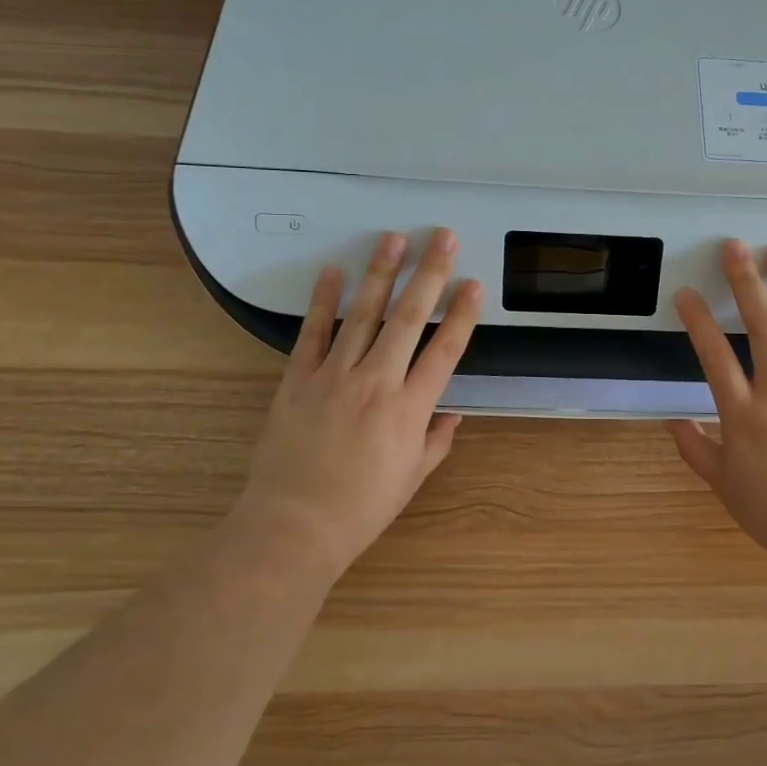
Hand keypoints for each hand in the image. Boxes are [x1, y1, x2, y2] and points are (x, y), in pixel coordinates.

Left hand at [240, 228, 482, 576]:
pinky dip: (323, 300)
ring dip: (380, 273)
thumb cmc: (361, 508)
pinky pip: (313, 332)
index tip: (473, 284)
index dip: (462, 314)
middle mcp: (376, 382)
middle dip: (428, 274)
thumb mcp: (412, 477)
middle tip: (441, 238)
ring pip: (363, 314)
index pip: (445, 350)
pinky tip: (332, 270)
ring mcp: (334, 376)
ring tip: (393, 239)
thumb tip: (453, 413)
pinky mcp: (297, 379)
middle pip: (408, 318)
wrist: (293, 527)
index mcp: (410, 409)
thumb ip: (436, 440)